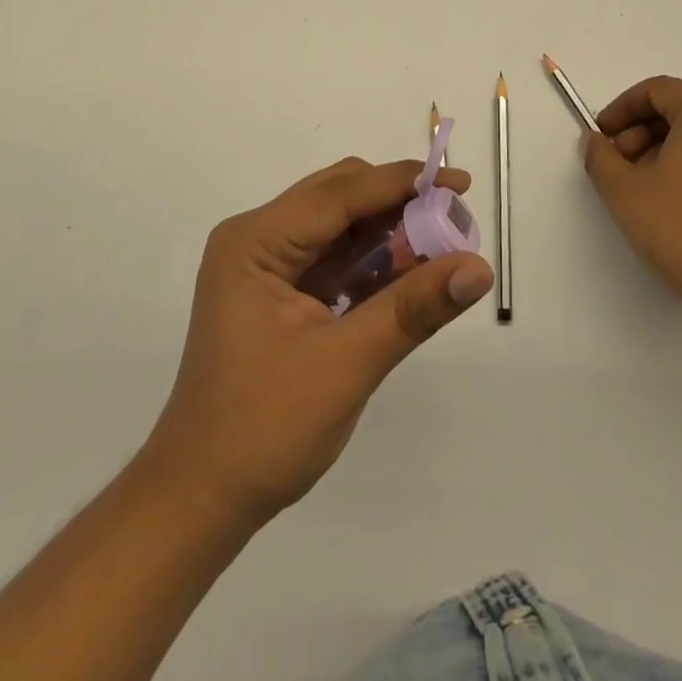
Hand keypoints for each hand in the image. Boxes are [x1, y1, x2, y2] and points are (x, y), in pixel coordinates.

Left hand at [138, 157, 492, 528]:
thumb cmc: (264, 429)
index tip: (461, 182)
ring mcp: (265, 265)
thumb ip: (413, 308)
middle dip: (398, 203)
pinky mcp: (278, 291)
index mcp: (256, 242)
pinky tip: (409, 274)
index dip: (404, 181)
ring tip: (442, 247)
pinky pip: (334, 256)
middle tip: (453, 221)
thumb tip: (479, 268)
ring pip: (339, 224)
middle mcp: (257, 239)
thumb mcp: (346, 364)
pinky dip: (372, 259)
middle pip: (339, 196)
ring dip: (389, 231)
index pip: (340, 193)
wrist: (202, 498)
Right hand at [581, 76, 681, 351]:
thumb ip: (600, 157)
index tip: (602, 136)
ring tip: (642, 188)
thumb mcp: (624, 192)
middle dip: (640, 131)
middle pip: (680, 109)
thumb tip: (596, 141)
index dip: (622, 108)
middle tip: (618, 165)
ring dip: (663, 150)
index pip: (658, 89)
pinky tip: (674, 203)